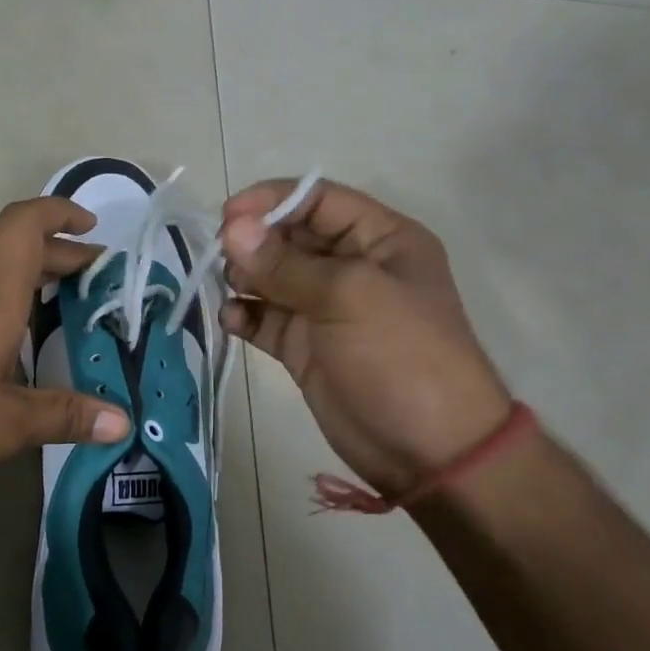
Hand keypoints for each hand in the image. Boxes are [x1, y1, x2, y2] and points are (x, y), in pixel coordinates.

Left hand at [0, 196, 130, 509]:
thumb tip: (124, 423)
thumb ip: (65, 416)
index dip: (59, 212)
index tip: (90, 227)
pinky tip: (5, 346)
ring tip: (60, 314)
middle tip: (96, 283)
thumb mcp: (4, 425)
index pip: (24, 225)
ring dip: (28, 282)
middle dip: (60, 257)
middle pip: (14, 251)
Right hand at [220, 179, 511, 501]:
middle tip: (220, 255)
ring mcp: (325, 309)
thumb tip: (231, 228)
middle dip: (253, 240)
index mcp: (380, 239)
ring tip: (230, 289)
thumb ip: (285, 263)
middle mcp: (352, 266)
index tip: (228, 216)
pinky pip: (265, 319)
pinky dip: (244, 316)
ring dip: (244, 276)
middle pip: (289, 235)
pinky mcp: (304, 347)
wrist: (429, 450)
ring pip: (271, 277)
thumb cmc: (400, 356)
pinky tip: (231, 320)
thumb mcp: (349, 296)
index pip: (318, 199)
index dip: (272, 200)